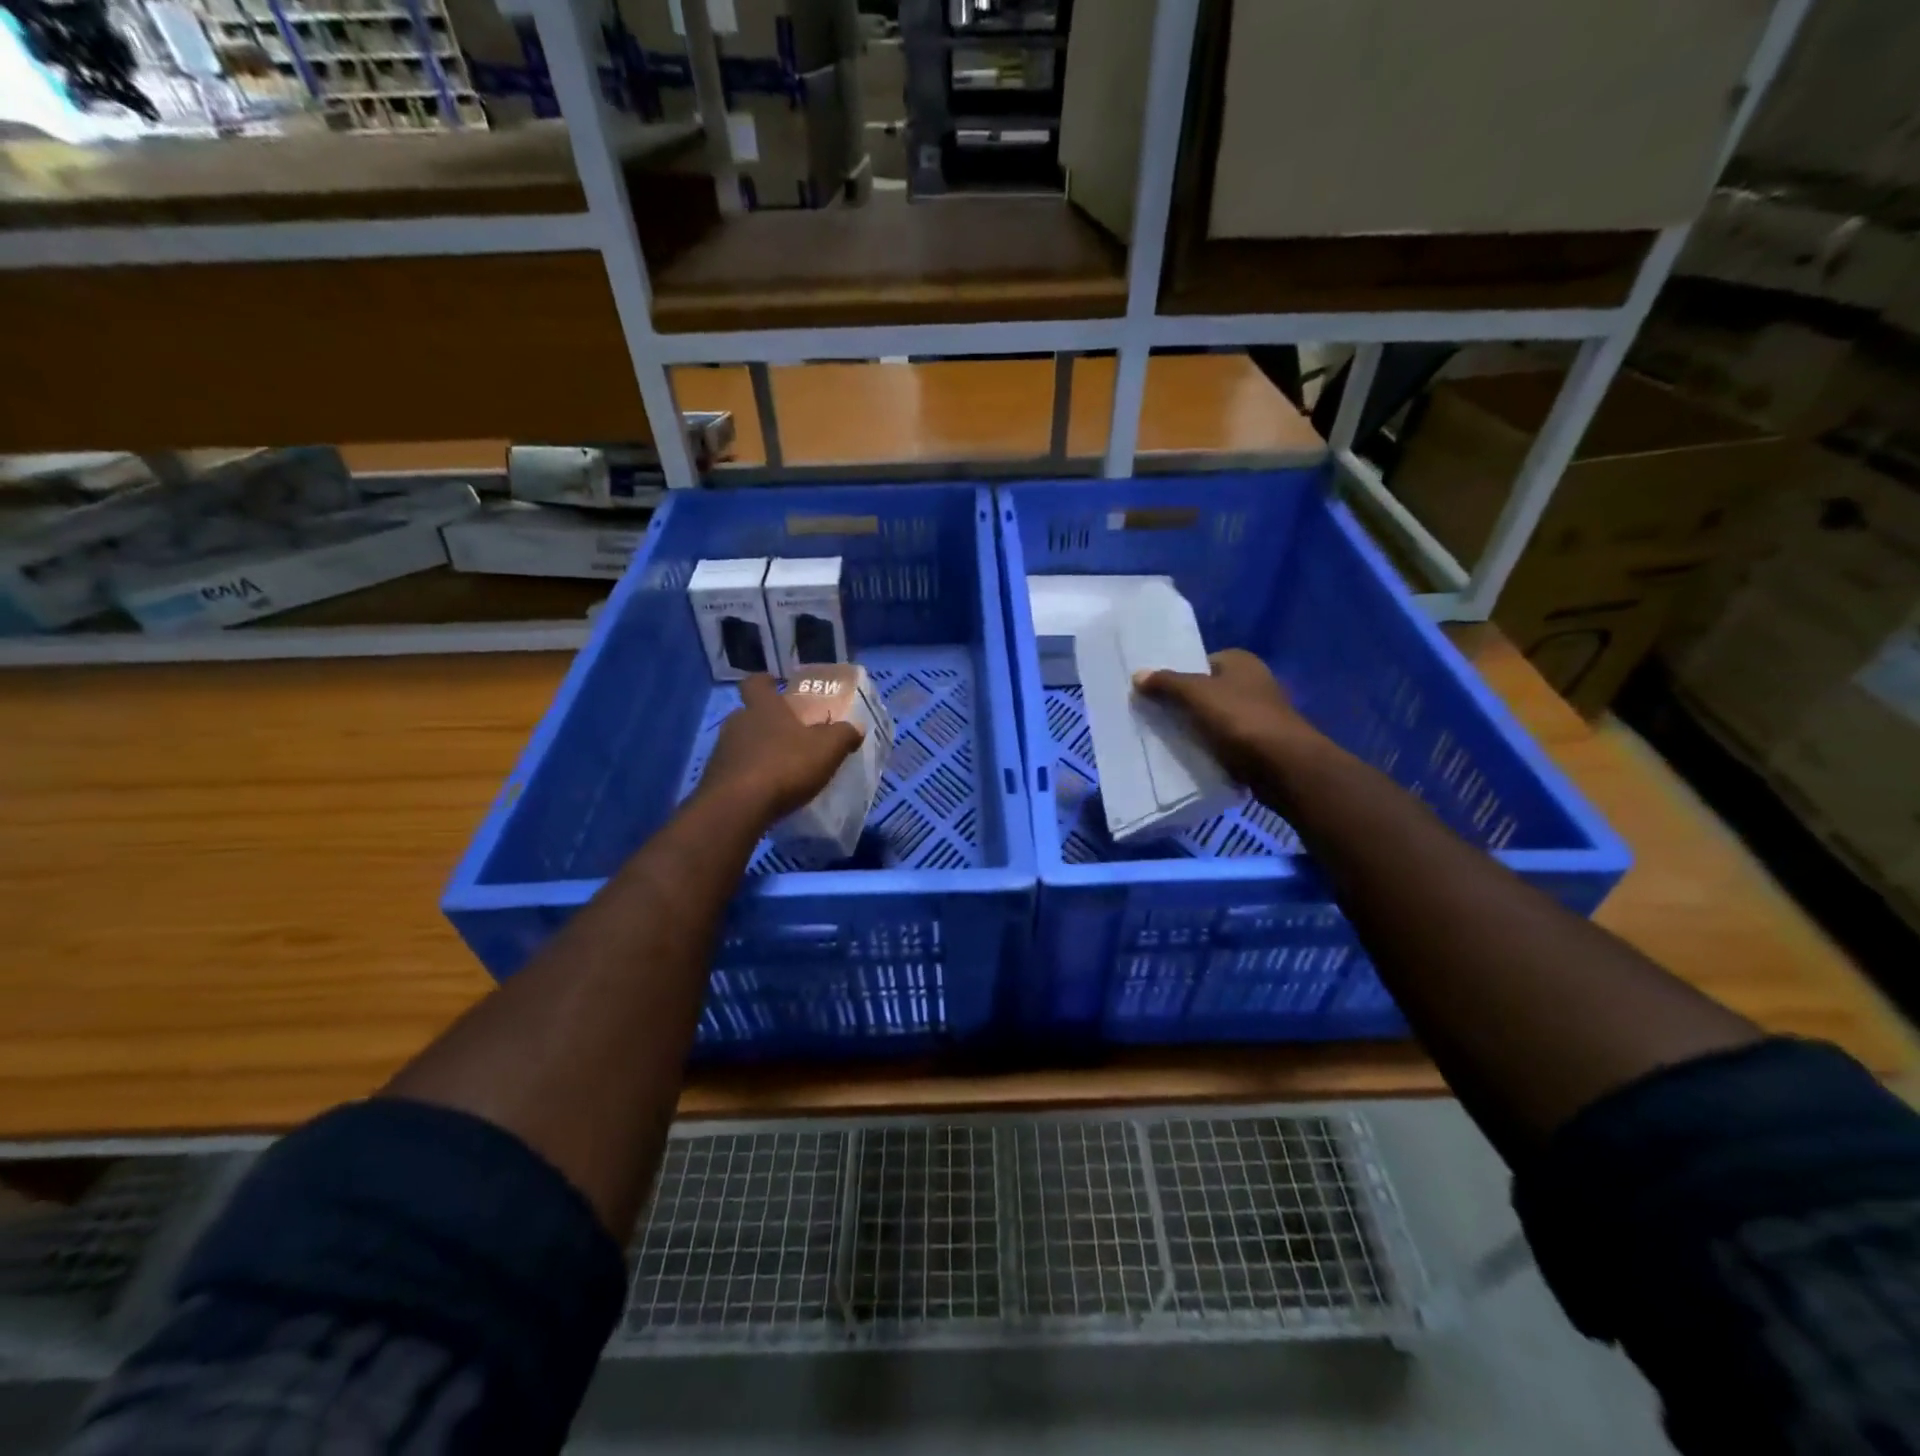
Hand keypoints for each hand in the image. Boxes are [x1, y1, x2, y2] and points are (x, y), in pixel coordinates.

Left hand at [698, 675, 864, 823]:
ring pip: (742, 743)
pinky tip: (767, 790)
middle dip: (768, 722)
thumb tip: (856, 727)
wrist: (737, 807)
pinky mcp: (715, 779)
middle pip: (750, 714)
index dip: (766, 682)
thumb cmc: (784, 765)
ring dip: (758, 751)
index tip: (777, 685)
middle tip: (790, 734)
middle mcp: (737, 722)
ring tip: (781, 767)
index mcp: (763, 707)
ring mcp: (722, 751)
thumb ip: (844, 734)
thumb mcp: (827, 748)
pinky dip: (750, 775)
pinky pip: (736, 770)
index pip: (756, 682)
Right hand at [1133, 650, 1320, 787]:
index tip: (1152, 693)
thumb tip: (1138, 674)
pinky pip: (1224, 741)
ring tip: (1165, 739)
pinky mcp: (1259, 742)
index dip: (1176, 676)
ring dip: (1195, 728)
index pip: (1199, 662)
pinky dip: (1209, 747)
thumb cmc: (1240, 719)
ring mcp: (1258, 713)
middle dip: (1182, 704)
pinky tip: (1190, 756)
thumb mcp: (1196, 694)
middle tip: (1153, 717)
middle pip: (1205, 691)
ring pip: (1214, 718)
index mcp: (1241, 661)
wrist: (1283, 765)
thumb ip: (1166, 683)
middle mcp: (1253, 681)